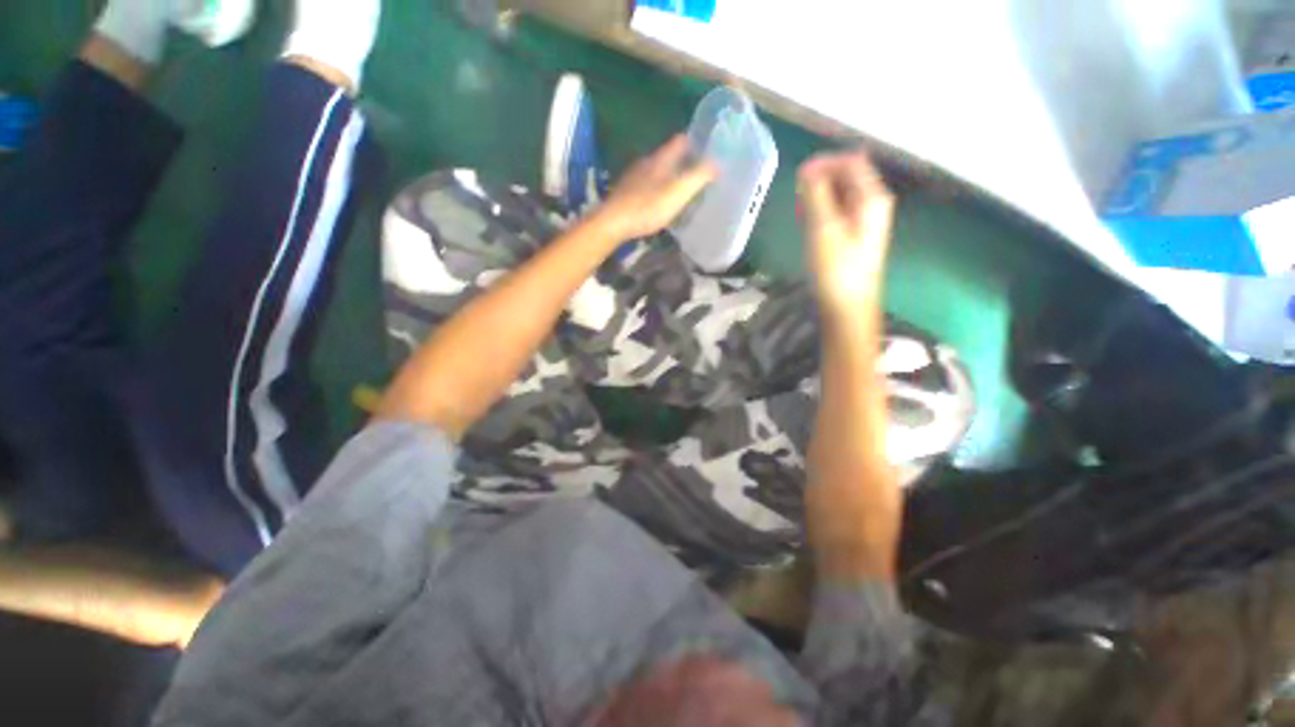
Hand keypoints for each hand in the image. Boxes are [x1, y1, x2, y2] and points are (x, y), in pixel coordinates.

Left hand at [594, 135, 717, 239]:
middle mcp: (646, 162)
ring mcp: (634, 176)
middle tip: (698, 172)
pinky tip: (659, 201)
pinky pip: (647, 184)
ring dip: (669, 175)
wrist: (614, 222)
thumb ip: (699, 176)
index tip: (708, 150)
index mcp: (661, 158)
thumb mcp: (679, 192)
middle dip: (684, 161)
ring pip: (656, 170)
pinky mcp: (626, 192)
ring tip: (681, 188)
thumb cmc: (649, 206)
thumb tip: (717, 162)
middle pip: (668, 155)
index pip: (681, 140)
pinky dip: (657, 188)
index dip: (696, 142)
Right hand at [798, 150, 894, 312]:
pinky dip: (823, 209)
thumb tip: (808, 168)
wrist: (848, 306)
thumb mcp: (823, 228)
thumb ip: (816, 194)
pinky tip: (810, 222)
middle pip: (849, 175)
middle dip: (822, 178)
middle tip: (797, 197)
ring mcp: (866, 219)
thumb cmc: (835, 268)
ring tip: (800, 210)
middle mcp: (874, 203)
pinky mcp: (856, 235)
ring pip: (843, 193)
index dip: (825, 162)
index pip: (851, 161)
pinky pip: (840, 210)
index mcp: (872, 197)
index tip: (798, 176)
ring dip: (820, 195)